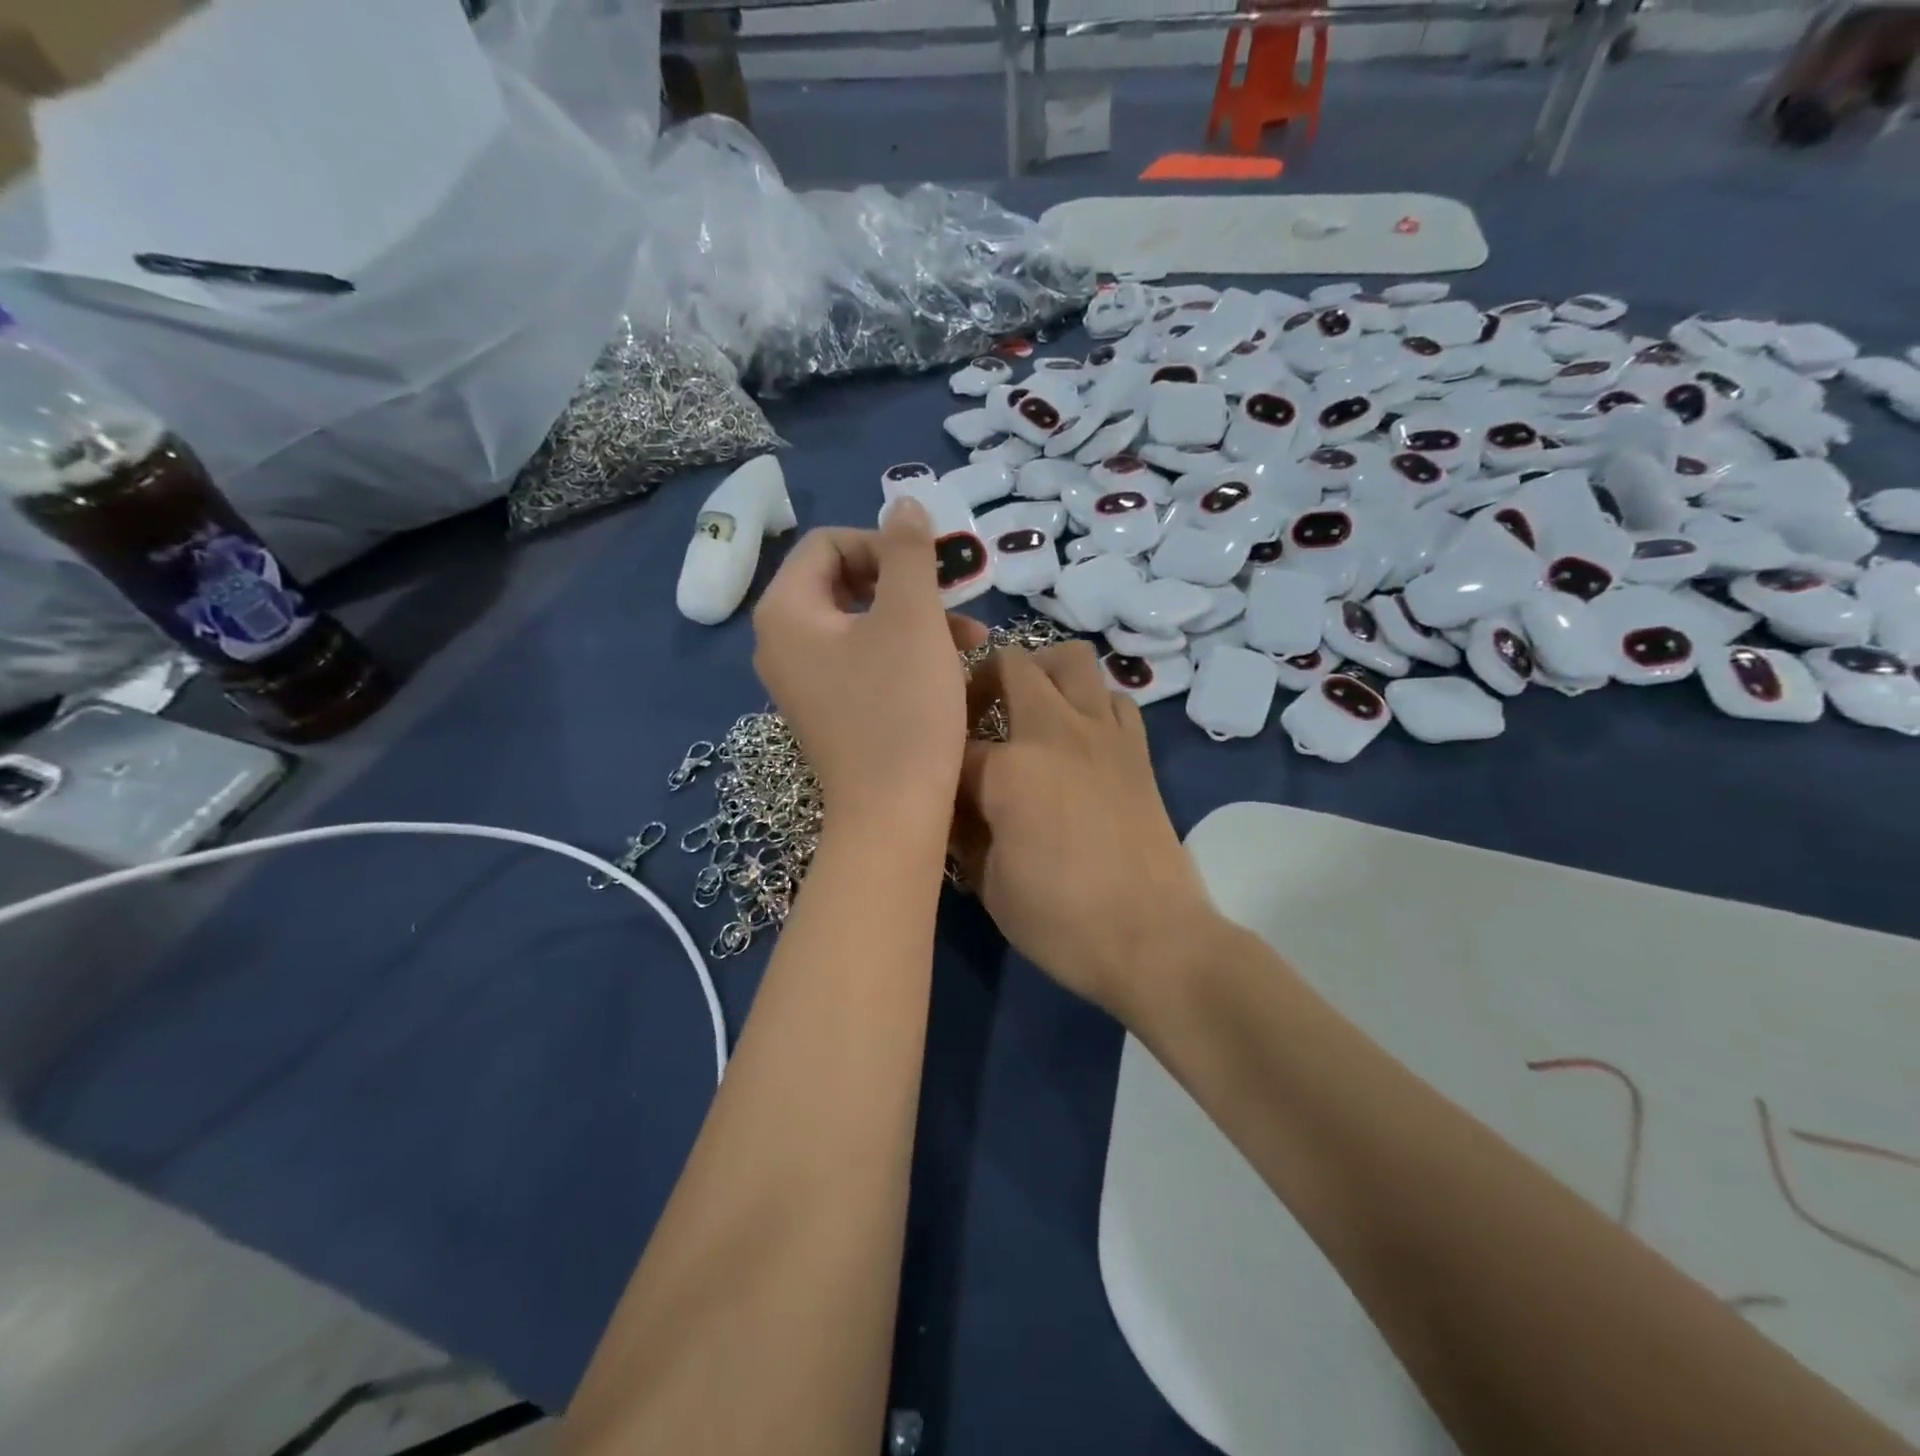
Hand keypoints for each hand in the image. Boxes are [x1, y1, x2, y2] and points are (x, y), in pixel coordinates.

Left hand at [752, 501, 985, 826]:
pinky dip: (903, 653)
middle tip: (956, 597)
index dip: (885, 544)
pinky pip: (862, 660)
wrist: (893, 814)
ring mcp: (803, 681)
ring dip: (915, 618)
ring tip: (971, 636)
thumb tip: (904, 501)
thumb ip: (908, 551)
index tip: (933, 569)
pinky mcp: (829, 710)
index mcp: (786, 612)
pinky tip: (949, 667)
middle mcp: (781, 643)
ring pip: (861, 623)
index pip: (829, 544)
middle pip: (844, 582)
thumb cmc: (901, 708)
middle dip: (906, 583)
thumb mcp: (912, 617)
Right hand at [953, 641, 1222, 1019]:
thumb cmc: (1061, 920)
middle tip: (974, 714)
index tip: (936, 786)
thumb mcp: (988, 884)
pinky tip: (1079, 737)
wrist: (1153, 939)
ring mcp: (1103, 733)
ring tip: (1029, 711)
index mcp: (1009, 768)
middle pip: (1012, 665)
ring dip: (1042, 673)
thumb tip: (953, 805)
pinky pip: (1113, 698)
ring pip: (1073, 660)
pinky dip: (1090, 702)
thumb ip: (963, 832)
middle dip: (983, 679)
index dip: (939, 765)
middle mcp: (1056, 732)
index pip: (954, 744)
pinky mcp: (1137, 749)